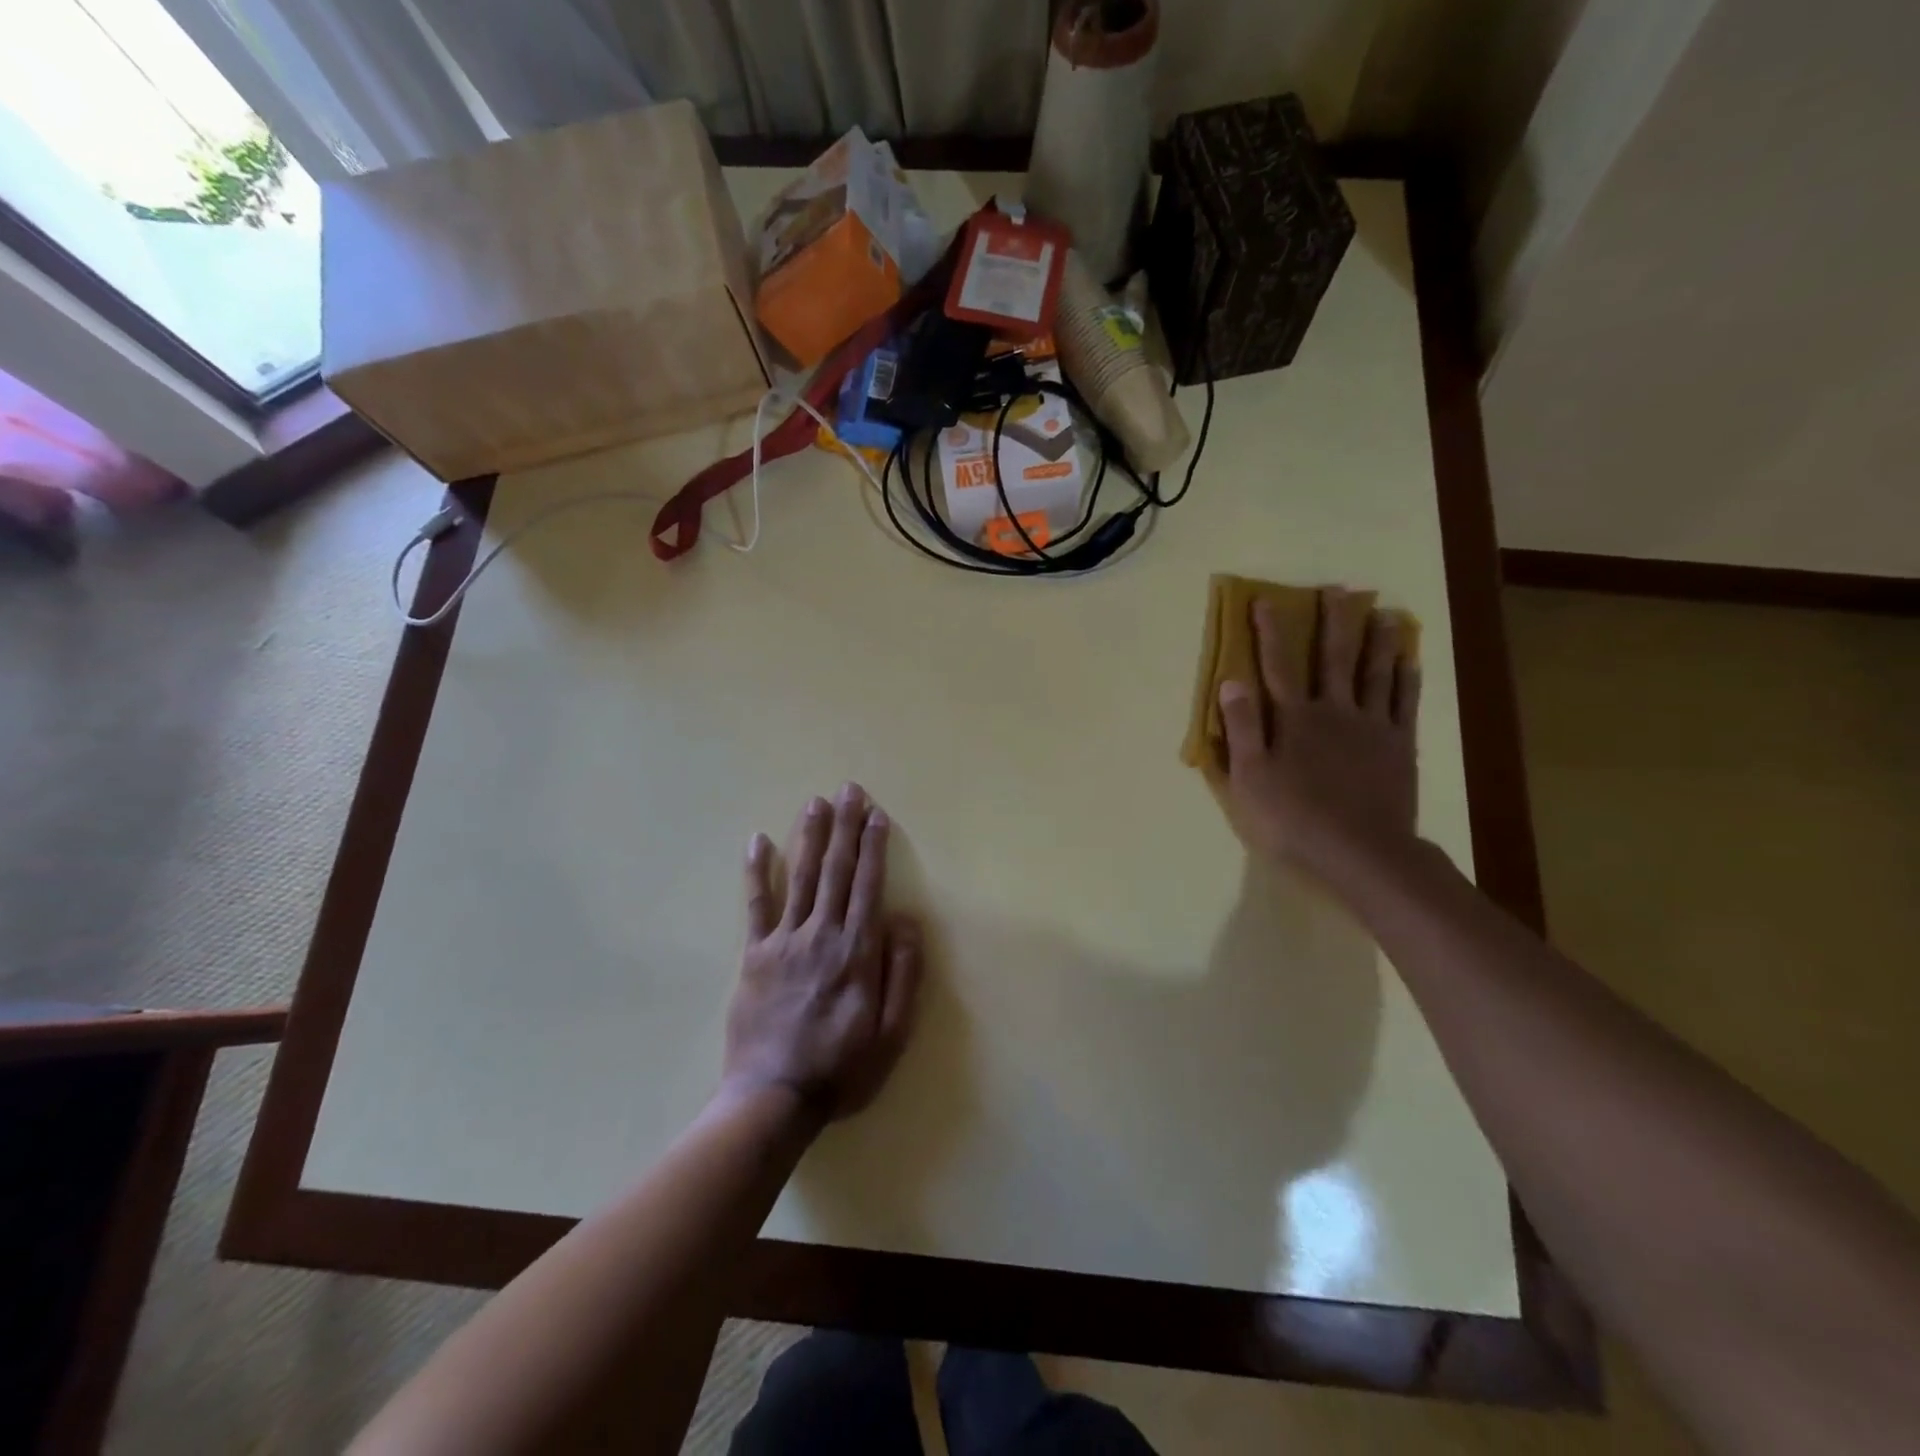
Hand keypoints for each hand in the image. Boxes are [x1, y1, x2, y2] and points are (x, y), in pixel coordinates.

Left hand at [722, 784, 923, 1122]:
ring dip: (810, 837)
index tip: (877, 815)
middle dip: (845, 827)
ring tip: (816, 802)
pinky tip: (758, 841)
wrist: (773, 1098)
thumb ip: (902, 973)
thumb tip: (905, 920)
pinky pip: (755, 906)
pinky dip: (757, 872)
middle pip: (837, 871)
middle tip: (849, 790)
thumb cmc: (841, 1068)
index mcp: (857, 952)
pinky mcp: (754, 955)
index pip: (868, 886)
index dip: (874, 848)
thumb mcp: (892, 1033)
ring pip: (801, 877)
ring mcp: (784, 941)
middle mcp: (822, 935)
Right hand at [1217, 587, 1421, 887]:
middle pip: (1333, 658)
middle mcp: (1334, 711)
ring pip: (1375, 672)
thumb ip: (1242, 728)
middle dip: (1333, 621)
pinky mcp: (1398, 746)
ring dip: (1377, 640)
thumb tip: (1230, 680)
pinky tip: (1410, 660)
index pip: (1276, 666)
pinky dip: (1407, 678)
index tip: (1264, 600)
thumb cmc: (1294, 818)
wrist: (1361, 851)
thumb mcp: (1250, 778)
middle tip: (1339, 589)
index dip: (1269, 632)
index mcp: (1294, 719)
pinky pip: (1404, 703)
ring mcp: (1371, 726)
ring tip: (1383, 611)